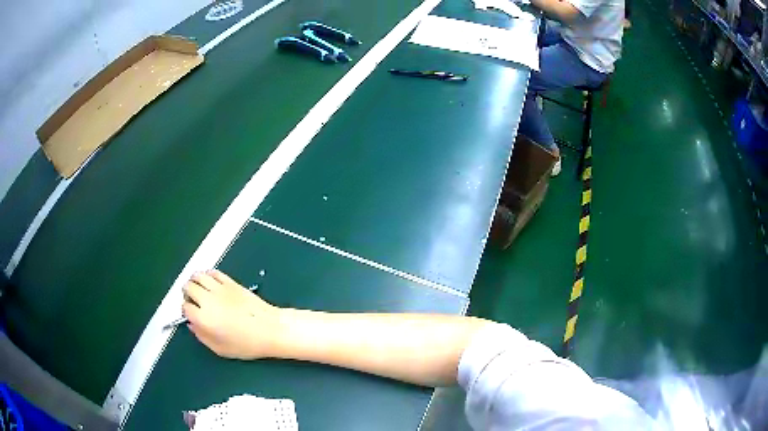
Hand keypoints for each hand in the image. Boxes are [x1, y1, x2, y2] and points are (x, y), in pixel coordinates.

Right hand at [182, 269, 280, 359]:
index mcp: (204, 318)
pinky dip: (208, 275)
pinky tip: (210, 282)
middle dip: (187, 294)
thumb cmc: (248, 344)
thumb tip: (193, 326)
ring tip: (198, 289)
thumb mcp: (221, 349)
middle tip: (193, 301)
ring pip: (198, 275)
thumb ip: (202, 337)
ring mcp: (219, 288)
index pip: (185, 308)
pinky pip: (213, 272)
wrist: (271, 329)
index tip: (191, 316)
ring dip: (194, 281)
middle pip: (188, 287)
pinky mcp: (231, 282)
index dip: (186, 312)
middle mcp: (208, 300)